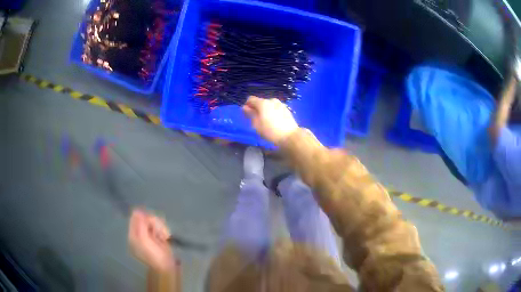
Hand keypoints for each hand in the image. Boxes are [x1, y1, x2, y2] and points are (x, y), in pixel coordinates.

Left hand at [128, 209, 175, 272]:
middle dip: (154, 223)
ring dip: (160, 227)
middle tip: (158, 233)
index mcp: (133, 235)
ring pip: (153, 221)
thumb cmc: (154, 255)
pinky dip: (163, 230)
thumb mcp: (145, 241)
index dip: (144, 218)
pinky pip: (159, 226)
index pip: (135, 217)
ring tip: (163, 236)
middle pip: (145, 218)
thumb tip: (137, 211)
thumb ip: (140, 225)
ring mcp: (149, 235)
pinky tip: (165, 237)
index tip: (151, 223)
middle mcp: (140, 233)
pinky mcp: (157, 236)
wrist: (167, 266)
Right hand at [242, 96, 298, 144]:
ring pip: (268, 105)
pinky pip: (275, 108)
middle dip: (257, 109)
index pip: (250, 99)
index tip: (248, 115)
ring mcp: (280, 104)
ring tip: (267, 122)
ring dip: (265, 111)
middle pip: (260, 102)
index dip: (247, 106)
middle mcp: (271, 100)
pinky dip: (272, 112)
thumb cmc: (270, 131)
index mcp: (263, 103)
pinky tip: (275, 122)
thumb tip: (244, 107)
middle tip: (257, 121)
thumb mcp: (256, 124)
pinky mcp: (286, 109)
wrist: (290, 136)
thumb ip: (250, 114)